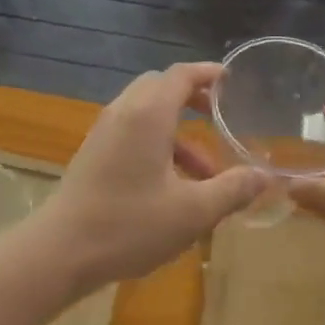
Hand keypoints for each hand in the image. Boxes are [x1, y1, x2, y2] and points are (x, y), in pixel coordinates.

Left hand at [32, 63, 264, 293]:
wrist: (60, 251)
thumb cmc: (129, 225)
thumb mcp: (192, 212)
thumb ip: (232, 189)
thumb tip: (265, 176)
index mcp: (148, 114)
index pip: (181, 75)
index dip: (208, 73)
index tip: (232, 80)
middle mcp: (124, 112)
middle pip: (161, 87)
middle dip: (192, 98)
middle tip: (220, 116)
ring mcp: (104, 131)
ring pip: (146, 112)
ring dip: (178, 131)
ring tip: (207, 173)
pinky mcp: (94, 153)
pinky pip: (132, 131)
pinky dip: (157, 143)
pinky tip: (172, 185)